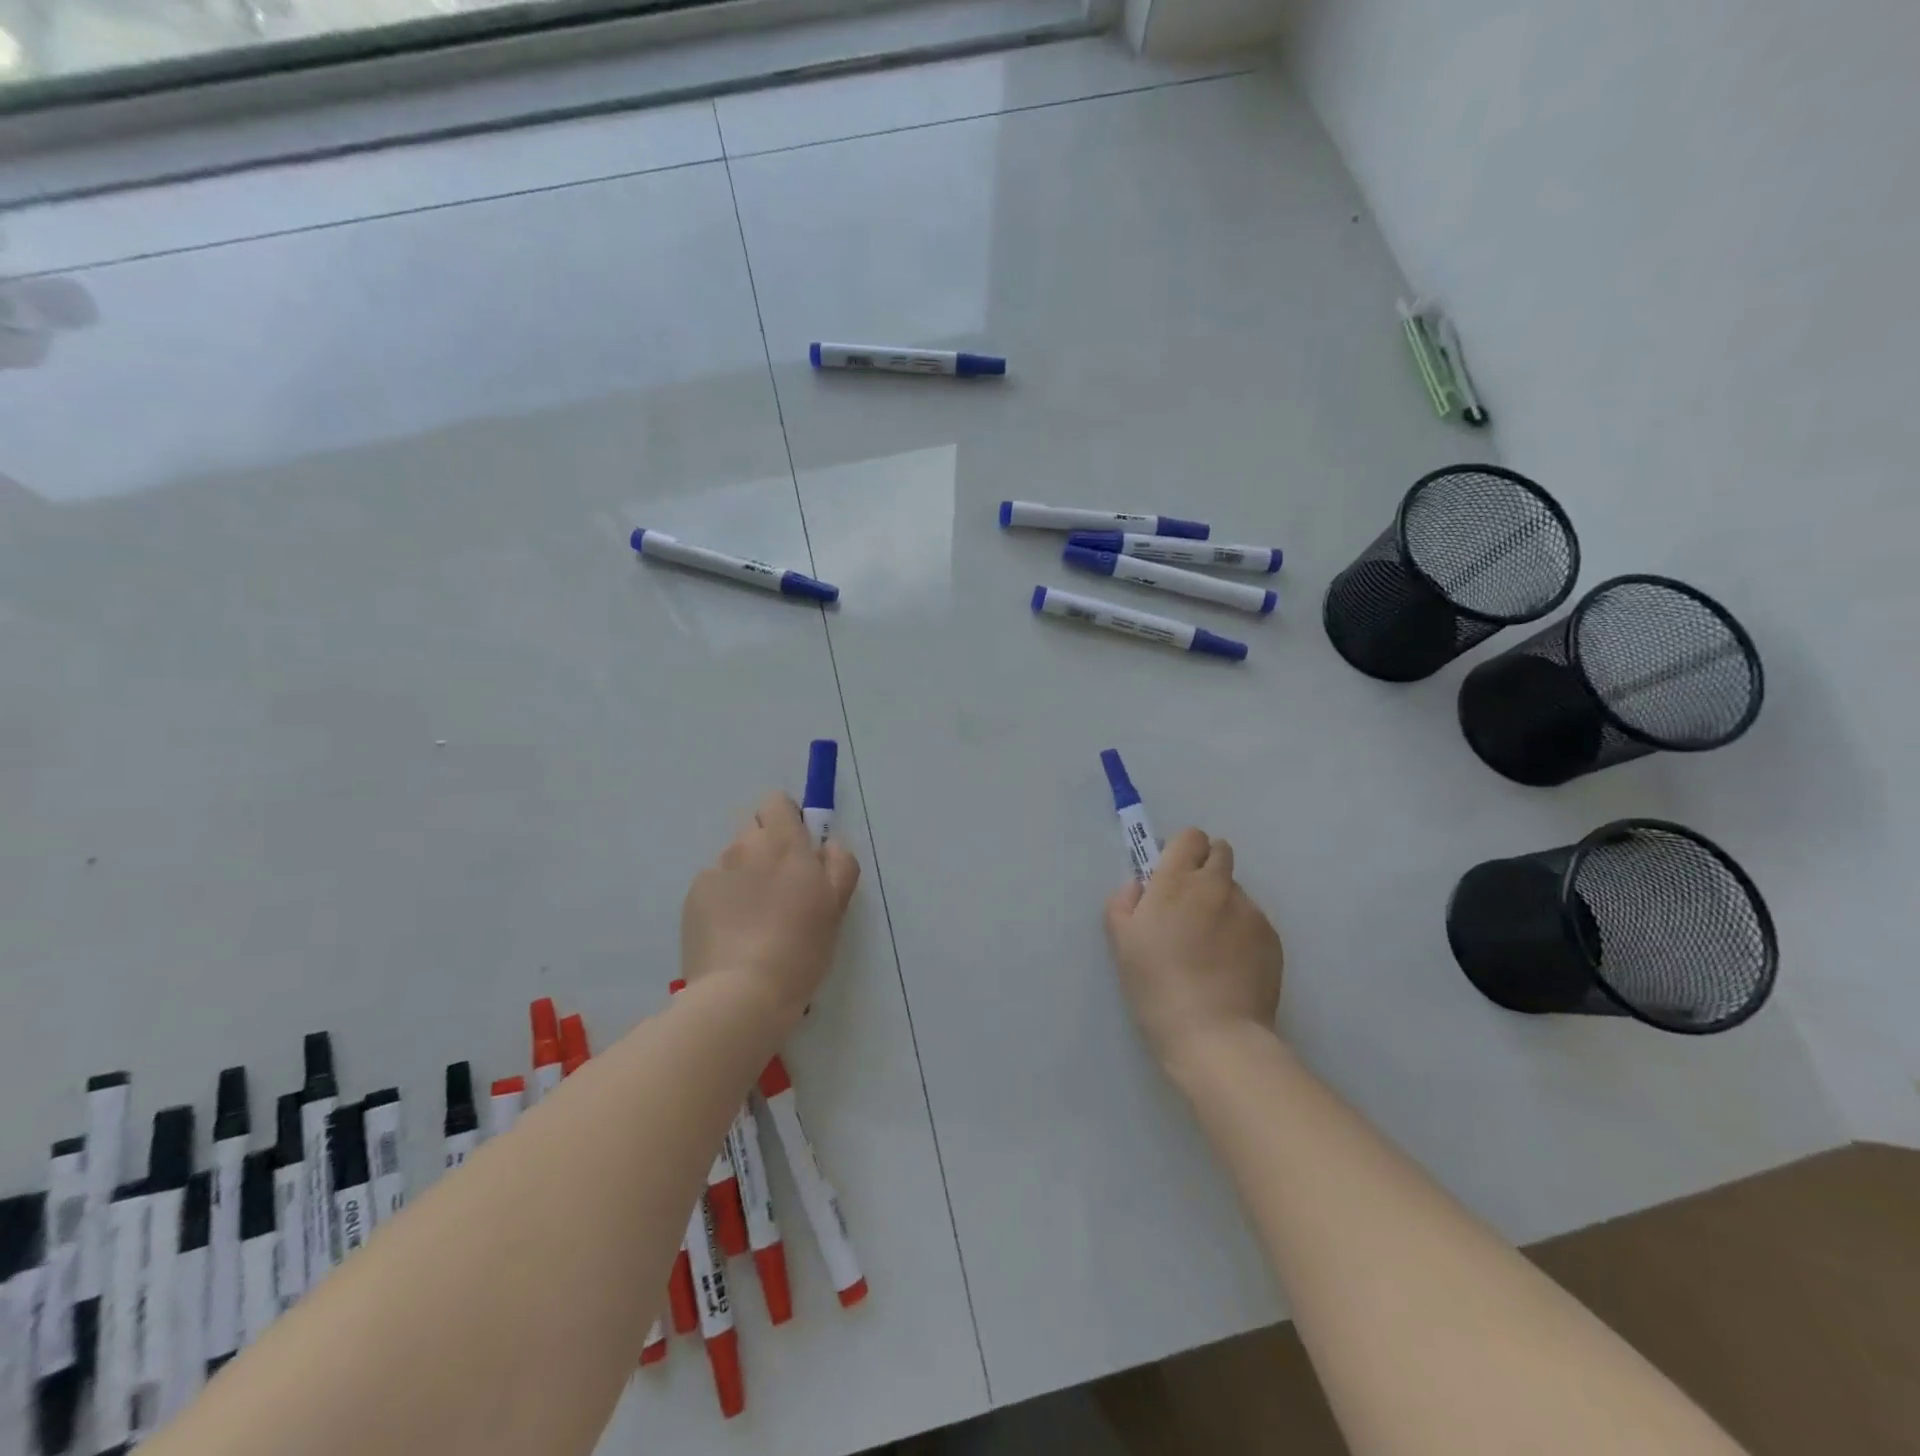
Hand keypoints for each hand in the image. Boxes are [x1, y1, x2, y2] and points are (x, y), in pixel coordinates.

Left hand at [682, 792, 860, 1026]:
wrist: (742, 993)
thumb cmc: (800, 949)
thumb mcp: (837, 907)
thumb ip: (840, 865)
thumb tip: (828, 845)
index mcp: (785, 844)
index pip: (777, 802)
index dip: (788, 819)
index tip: (799, 847)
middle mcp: (746, 847)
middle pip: (753, 826)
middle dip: (766, 845)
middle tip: (779, 885)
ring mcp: (715, 871)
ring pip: (733, 858)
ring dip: (745, 874)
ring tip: (754, 917)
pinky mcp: (693, 896)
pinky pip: (713, 885)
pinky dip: (723, 899)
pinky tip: (732, 932)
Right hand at [1103, 828, 1284, 1072]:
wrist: (1214, 1034)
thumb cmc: (1157, 985)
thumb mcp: (1121, 942)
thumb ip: (1124, 902)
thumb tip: (1140, 886)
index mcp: (1177, 880)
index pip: (1190, 837)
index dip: (1181, 851)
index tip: (1171, 876)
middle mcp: (1217, 885)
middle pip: (1220, 852)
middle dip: (1206, 867)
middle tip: (1191, 905)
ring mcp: (1249, 910)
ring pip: (1236, 890)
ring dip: (1222, 903)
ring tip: (1211, 946)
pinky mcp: (1272, 937)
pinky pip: (1253, 920)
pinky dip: (1241, 932)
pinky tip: (1230, 965)